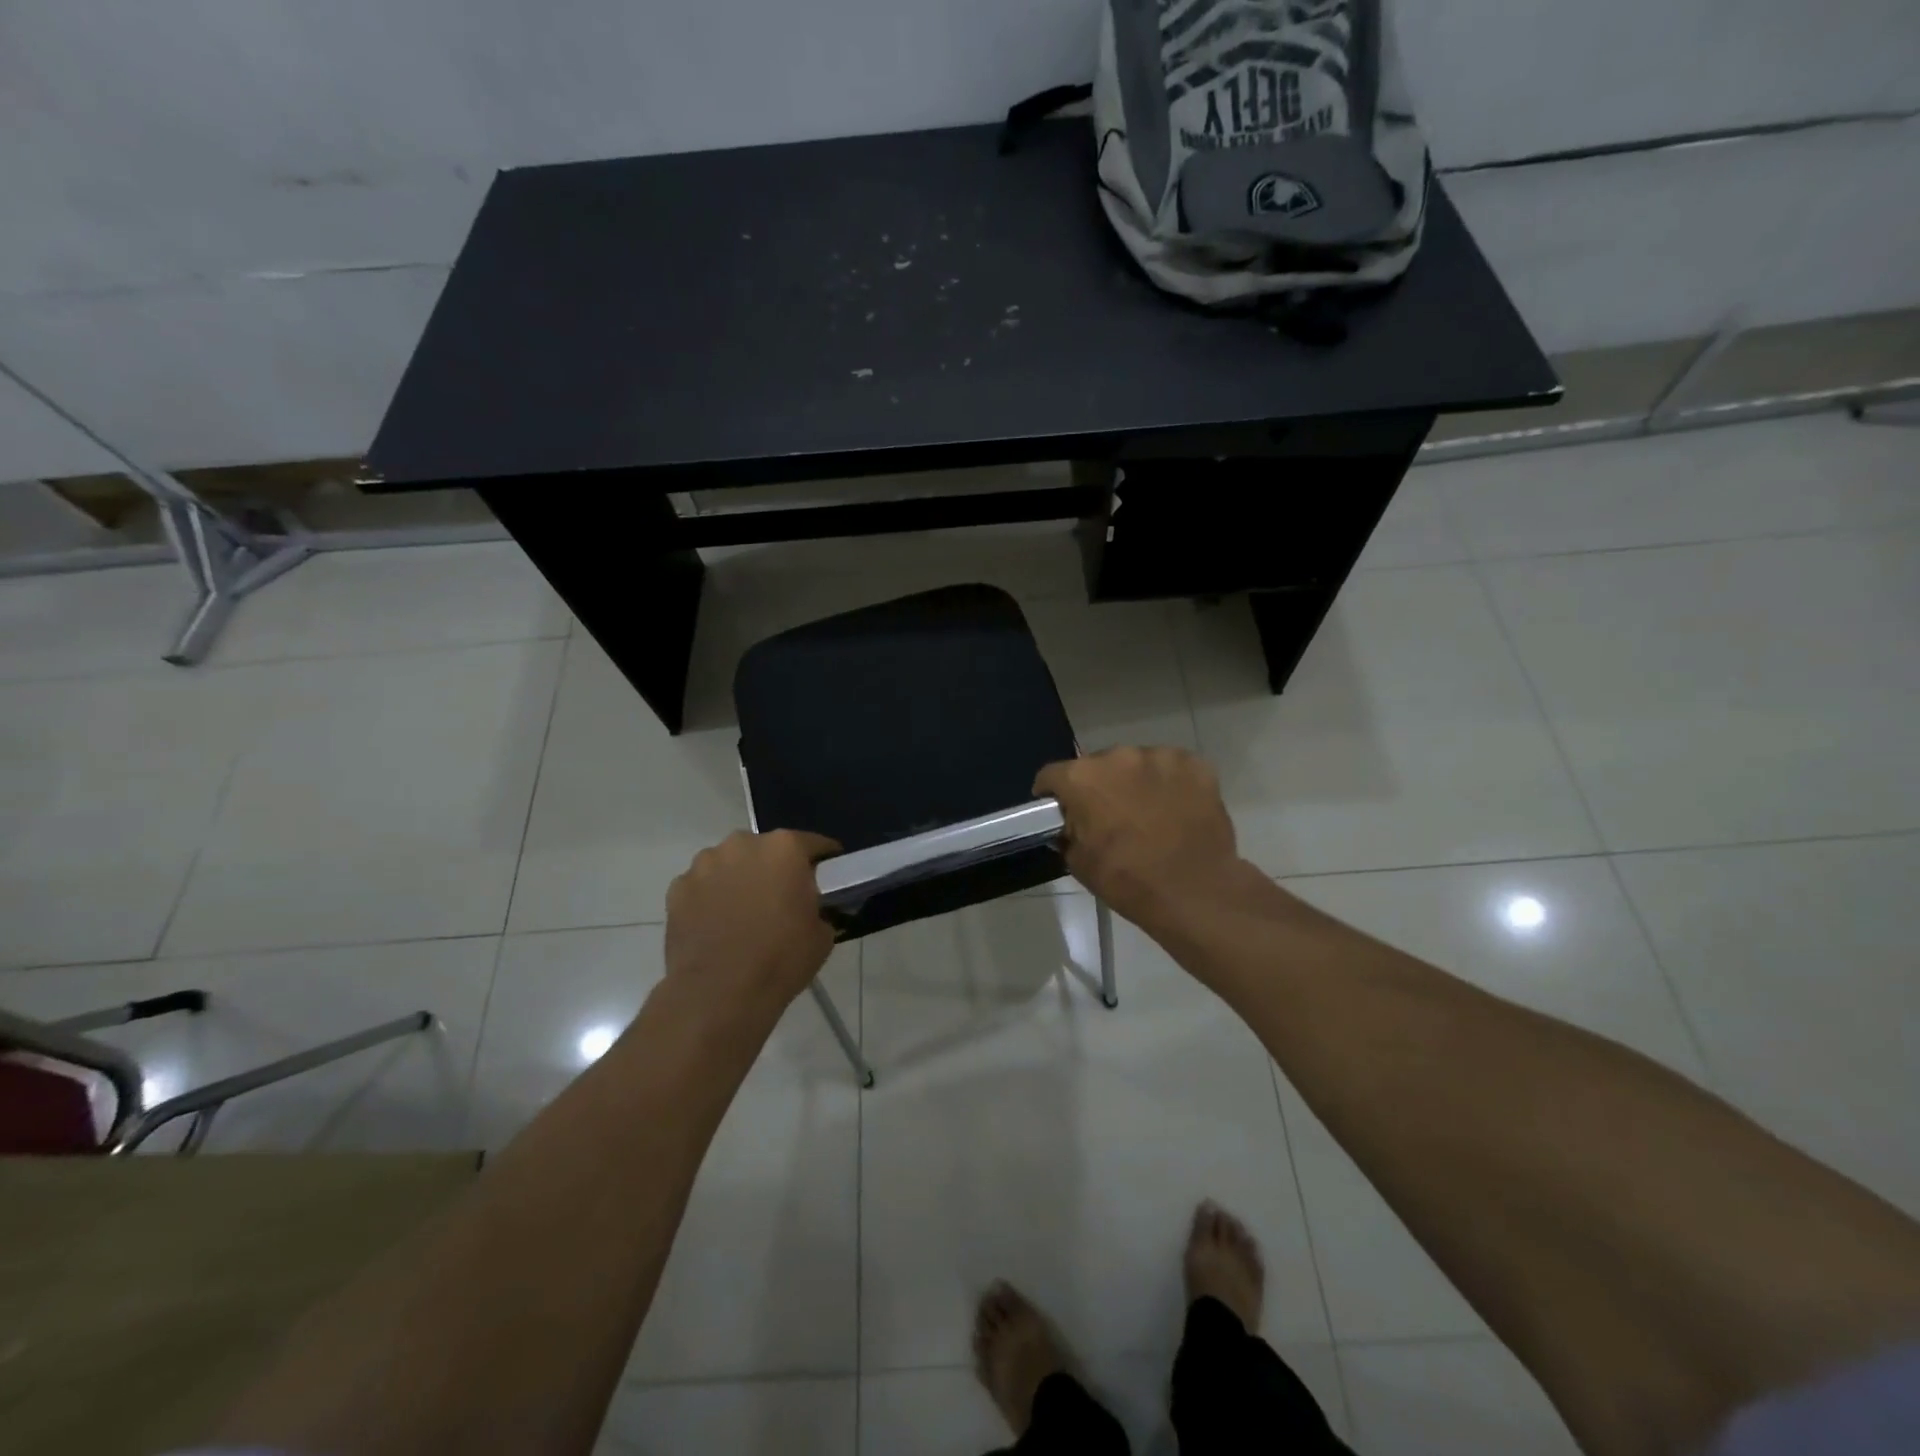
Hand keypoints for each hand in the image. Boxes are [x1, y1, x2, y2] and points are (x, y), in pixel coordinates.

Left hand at [665, 830, 839, 1017]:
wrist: (718, 994)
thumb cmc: (780, 959)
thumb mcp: (822, 934)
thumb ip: (818, 907)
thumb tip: (810, 908)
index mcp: (784, 848)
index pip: (814, 843)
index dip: (825, 860)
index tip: (828, 876)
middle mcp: (743, 843)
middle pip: (766, 849)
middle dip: (775, 868)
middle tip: (782, 898)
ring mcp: (705, 863)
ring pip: (730, 863)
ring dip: (740, 879)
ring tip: (743, 913)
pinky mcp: (677, 888)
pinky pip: (703, 885)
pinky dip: (710, 898)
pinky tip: (716, 925)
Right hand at [1034, 747, 1247, 933]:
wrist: (1195, 892)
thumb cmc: (1128, 880)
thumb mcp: (1079, 862)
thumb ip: (1068, 832)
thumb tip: (1072, 824)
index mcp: (1082, 778)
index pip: (1052, 775)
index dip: (1052, 794)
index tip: (1059, 810)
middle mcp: (1118, 756)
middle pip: (1098, 766)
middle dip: (1099, 786)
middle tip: (1109, 816)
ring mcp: (1160, 756)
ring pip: (1137, 764)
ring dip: (1136, 782)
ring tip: (1148, 813)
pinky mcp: (1195, 764)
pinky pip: (1173, 769)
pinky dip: (1170, 784)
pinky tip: (1177, 810)